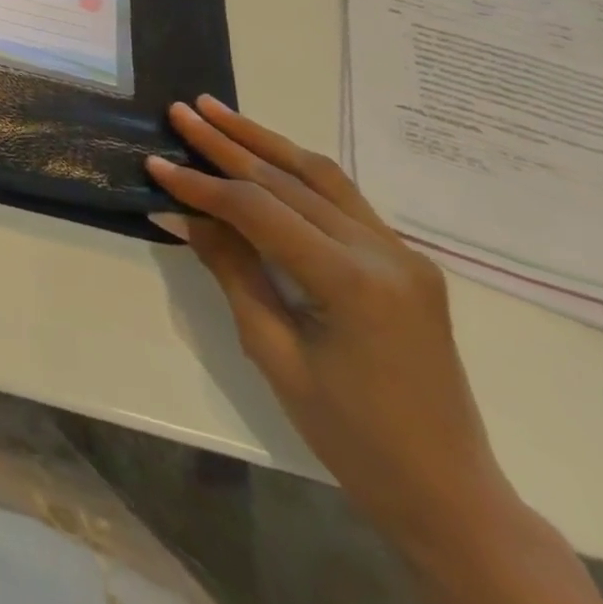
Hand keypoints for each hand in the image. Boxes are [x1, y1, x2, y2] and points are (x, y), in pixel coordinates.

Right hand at [148, 99, 510, 556]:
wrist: (448, 493)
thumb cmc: (351, 435)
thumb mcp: (273, 352)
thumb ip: (230, 270)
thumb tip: (179, 213)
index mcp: (353, 283)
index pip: (259, 210)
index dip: (201, 185)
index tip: (154, 164)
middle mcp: (384, 254)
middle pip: (288, 180)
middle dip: (227, 143)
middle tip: (181, 110)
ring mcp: (401, 253)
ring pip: (319, 175)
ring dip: (263, 140)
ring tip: (216, 111)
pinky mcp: (403, 259)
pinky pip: (341, 198)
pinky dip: (294, 168)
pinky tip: (264, 152)